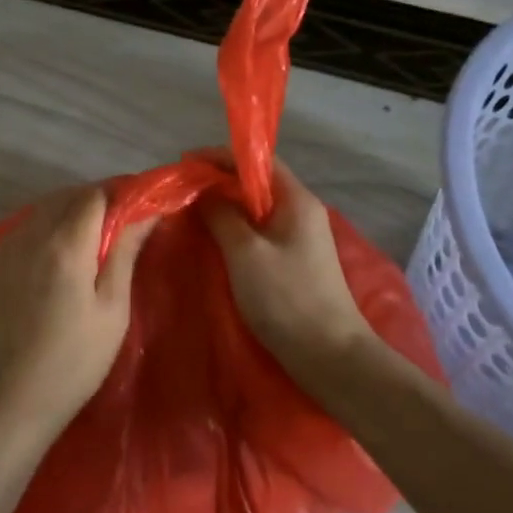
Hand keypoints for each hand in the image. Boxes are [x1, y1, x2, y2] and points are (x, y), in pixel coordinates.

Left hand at [0, 186, 154, 440]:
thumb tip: (146, 213)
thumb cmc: (76, 360)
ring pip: (41, 212)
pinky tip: (55, 257)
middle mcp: (31, 236)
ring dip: (67, 213)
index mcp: (65, 244)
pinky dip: (43, 231)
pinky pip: (22, 232)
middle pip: (65, 197)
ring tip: (89, 240)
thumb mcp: (112, 309)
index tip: (136, 209)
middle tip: (117, 225)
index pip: (94, 195)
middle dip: (94, 201)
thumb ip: (125, 253)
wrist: (14, 399)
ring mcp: (5, 251)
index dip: (118, 195)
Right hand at [201, 161, 380, 377]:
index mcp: (296, 200)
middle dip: (218, 181)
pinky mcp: (295, 261)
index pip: (258, 161)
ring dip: (225, 206)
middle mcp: (302, 211)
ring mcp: (300, 238)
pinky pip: (260, 232)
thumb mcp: (245, 253)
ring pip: (256, 209)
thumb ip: (221, 215)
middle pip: (257, 183)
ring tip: (191, 212)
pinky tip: (214, 240)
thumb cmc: (287, 298)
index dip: (220, 156)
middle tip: (182, 190)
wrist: (330, 356)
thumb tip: (203, 190)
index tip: (186, 163)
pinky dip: (235, 229)